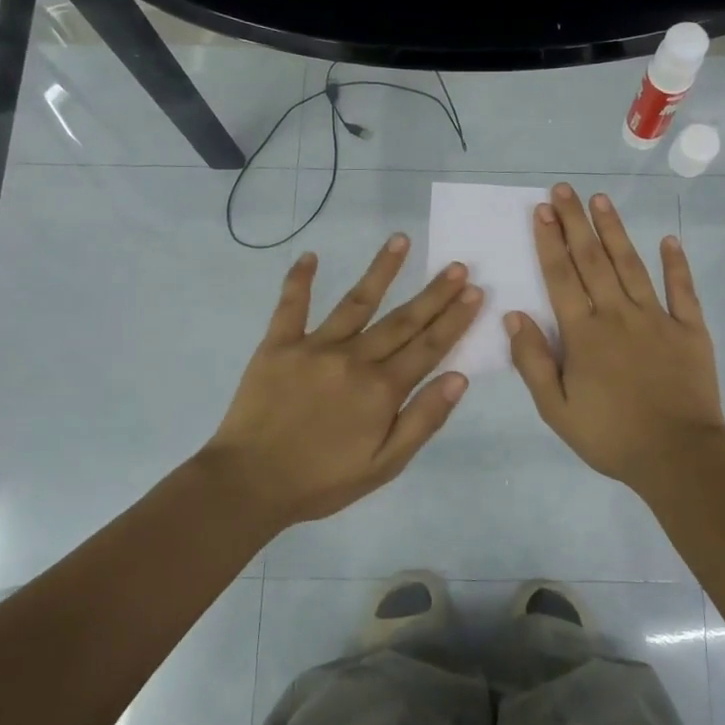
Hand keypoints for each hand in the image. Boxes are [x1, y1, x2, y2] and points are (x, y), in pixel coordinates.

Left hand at [198, 234, 482, 530]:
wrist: (249, 484)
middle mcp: (354, 359)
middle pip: (402, 320)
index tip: (475, 292)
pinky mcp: (278, 345)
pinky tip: (308, 256)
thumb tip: (459, 377)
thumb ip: (423, 420)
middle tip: (458, 266)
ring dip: (381, 269)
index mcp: (382, 389)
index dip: (454, 320)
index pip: (429, 347)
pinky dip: (298, 280)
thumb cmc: (322, 480)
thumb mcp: (385, 465)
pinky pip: (290, 306)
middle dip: (434, 293)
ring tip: (400, 239)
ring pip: (356, 301)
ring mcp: (315, 347)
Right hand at [505, 183, 724, 492]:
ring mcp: (658, 318)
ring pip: (632, 265)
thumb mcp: (556, 410)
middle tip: (564, 190)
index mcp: (585, 334)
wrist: (677, 457)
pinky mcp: (691, 330)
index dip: (550, 242)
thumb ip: (533, 361)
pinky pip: (682, 290)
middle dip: (576, 222)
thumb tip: (514, 316)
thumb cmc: (610, 436)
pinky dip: (676, 264)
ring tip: (601, 200)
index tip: (541, 210)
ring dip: (615, 231)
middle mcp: (618, 315)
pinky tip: (669, 239)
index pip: (562, 277)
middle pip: (593, 260)